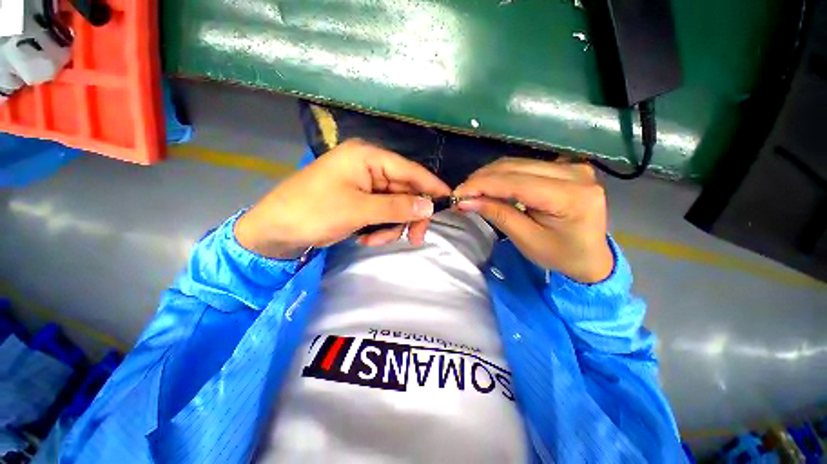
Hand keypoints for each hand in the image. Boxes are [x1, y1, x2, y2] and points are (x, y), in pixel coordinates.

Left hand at [235, 139, 450, 257]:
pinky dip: (379, 227)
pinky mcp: (359, 199)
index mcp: (367, 157)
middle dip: (409, 215)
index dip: (430, 185)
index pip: (409, 169)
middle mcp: (368, 167)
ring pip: (394, 205)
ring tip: (375, 240)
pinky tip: (367, 238)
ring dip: (391, 225)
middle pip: (404, 190)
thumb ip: (397, 207)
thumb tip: (429, 206)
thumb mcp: (359, 210)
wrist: (277, 230)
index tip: (449, 199)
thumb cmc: (314, 212)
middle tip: (416, 238)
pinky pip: (381, 212)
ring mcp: (363, 184)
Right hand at [454, 158, 613, 282]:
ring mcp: (571, 166)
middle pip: (515, 167)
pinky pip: (525, 166)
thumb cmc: (561, 255)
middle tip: (461, 193)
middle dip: (482, 179)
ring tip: (471, 190)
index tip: (457, 194)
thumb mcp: (526, 239)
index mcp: (570, 197)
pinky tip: (489, 185)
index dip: (482, 185)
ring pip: (517, 163)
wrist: (592, 257)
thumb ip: (498, 215)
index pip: (516, 182)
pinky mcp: (565, 167)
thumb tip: (466, 201)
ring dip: (489, 176)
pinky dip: (502, 175)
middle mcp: (574, 173)